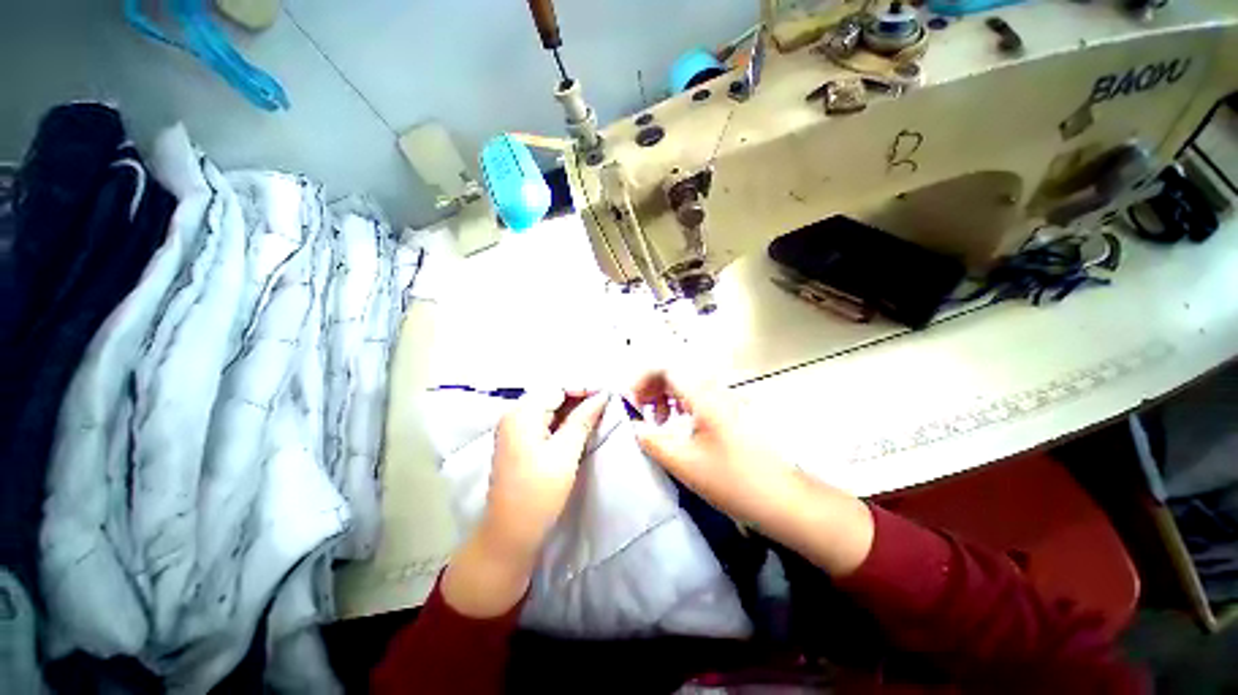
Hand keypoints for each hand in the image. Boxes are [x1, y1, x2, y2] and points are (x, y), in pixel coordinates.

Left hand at [480, 389, 608, 561]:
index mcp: (521, 413)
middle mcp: (513, 414)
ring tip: (598, 411)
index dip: (584, 387)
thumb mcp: (566, 452)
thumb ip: (583, 419)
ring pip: (549, 407)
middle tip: (606, 402)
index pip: (557, 387)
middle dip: (579, 396)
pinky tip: (580, 424)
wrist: (510, 534)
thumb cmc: (539, 493)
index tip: (609, 392)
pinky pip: (544, 420)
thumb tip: (602, 395)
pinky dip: (563, 420)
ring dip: (572, 408)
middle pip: (552, 394)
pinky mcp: (519, 441)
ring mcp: (514, 428)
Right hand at [629, 370, 873, 575]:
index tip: (631, 402)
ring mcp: (728, 399)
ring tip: (659, 422)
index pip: (666, 368)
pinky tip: (680, 428)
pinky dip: (682, 406)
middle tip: (641, 412)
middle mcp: (717, 389)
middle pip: (677, 373)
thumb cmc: (733, 480)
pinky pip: (701, 397)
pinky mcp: (734, 412)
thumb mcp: (684, 462)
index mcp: (704, 395)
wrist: (785, 499)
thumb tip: (634, 426)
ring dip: (667, 397)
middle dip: (653, 388)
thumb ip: (653, 440)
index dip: (643, 379)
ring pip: (688, 385)